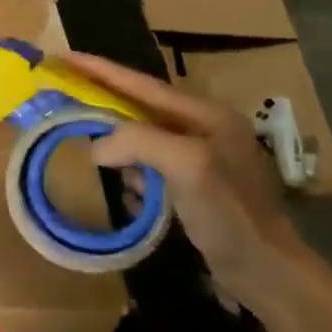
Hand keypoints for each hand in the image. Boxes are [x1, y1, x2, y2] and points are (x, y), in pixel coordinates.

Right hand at [62, 52, 308, 314]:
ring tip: (95, 157)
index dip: (100, 70)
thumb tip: (97, 146)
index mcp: (204, 114)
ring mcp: (199, 159)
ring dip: (119, 149)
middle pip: (139, 108)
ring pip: (142, 140)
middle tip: (65, 103)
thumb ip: (139, 142)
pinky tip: (130, 195)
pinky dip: (134, 178)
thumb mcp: (187, 165)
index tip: (64, 58)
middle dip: (104, 107)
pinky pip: (150, 170)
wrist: (267, 273)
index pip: (141, 84)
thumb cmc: (231, 213)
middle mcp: (202, 129)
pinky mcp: (193, 188)